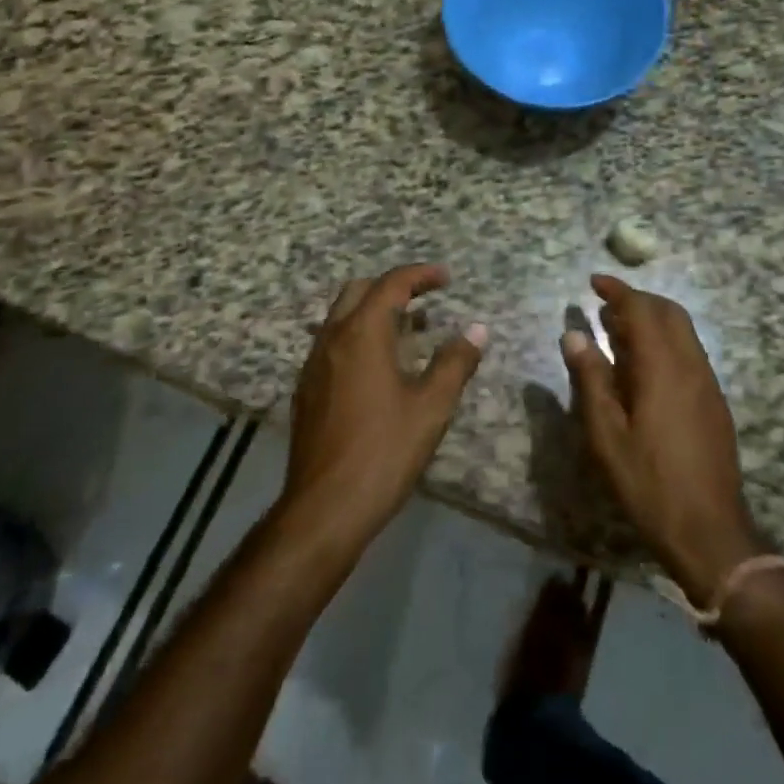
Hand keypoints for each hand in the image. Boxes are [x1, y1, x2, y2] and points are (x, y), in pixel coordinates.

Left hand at [281, 264, 486, 548]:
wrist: (324, 508)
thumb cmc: (384, 452)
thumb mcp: (432, 407)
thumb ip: (455, 363)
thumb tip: (477, 330)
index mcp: (362, 334)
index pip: (391, 284)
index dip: (420, 275)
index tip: (446, 278)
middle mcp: (332, 339)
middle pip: (358, 291)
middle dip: (393, 286)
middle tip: (425, 298)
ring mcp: (313, 365)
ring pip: (341, 317)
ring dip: (373, 311)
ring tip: (408, 330)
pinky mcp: (306, 390)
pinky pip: (332, 343)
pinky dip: (358, 336)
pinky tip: (379, 367)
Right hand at [561, 274, 766, 605]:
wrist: (710, 531)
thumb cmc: (649, 483)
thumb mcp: (607, 435)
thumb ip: (591, 379)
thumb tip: (574, 334)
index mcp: (664, 368)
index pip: (642, 310)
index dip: (618, 291)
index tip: (594, 281)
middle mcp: (691, 365)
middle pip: (669, 312)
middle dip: (638, 299)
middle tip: (605, 304)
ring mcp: (708, 383)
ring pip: (683, 331)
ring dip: (653, 319)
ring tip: (618, 330)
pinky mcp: (715, 402)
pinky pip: (690, 352)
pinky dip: (665, 341)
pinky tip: (644, 366)